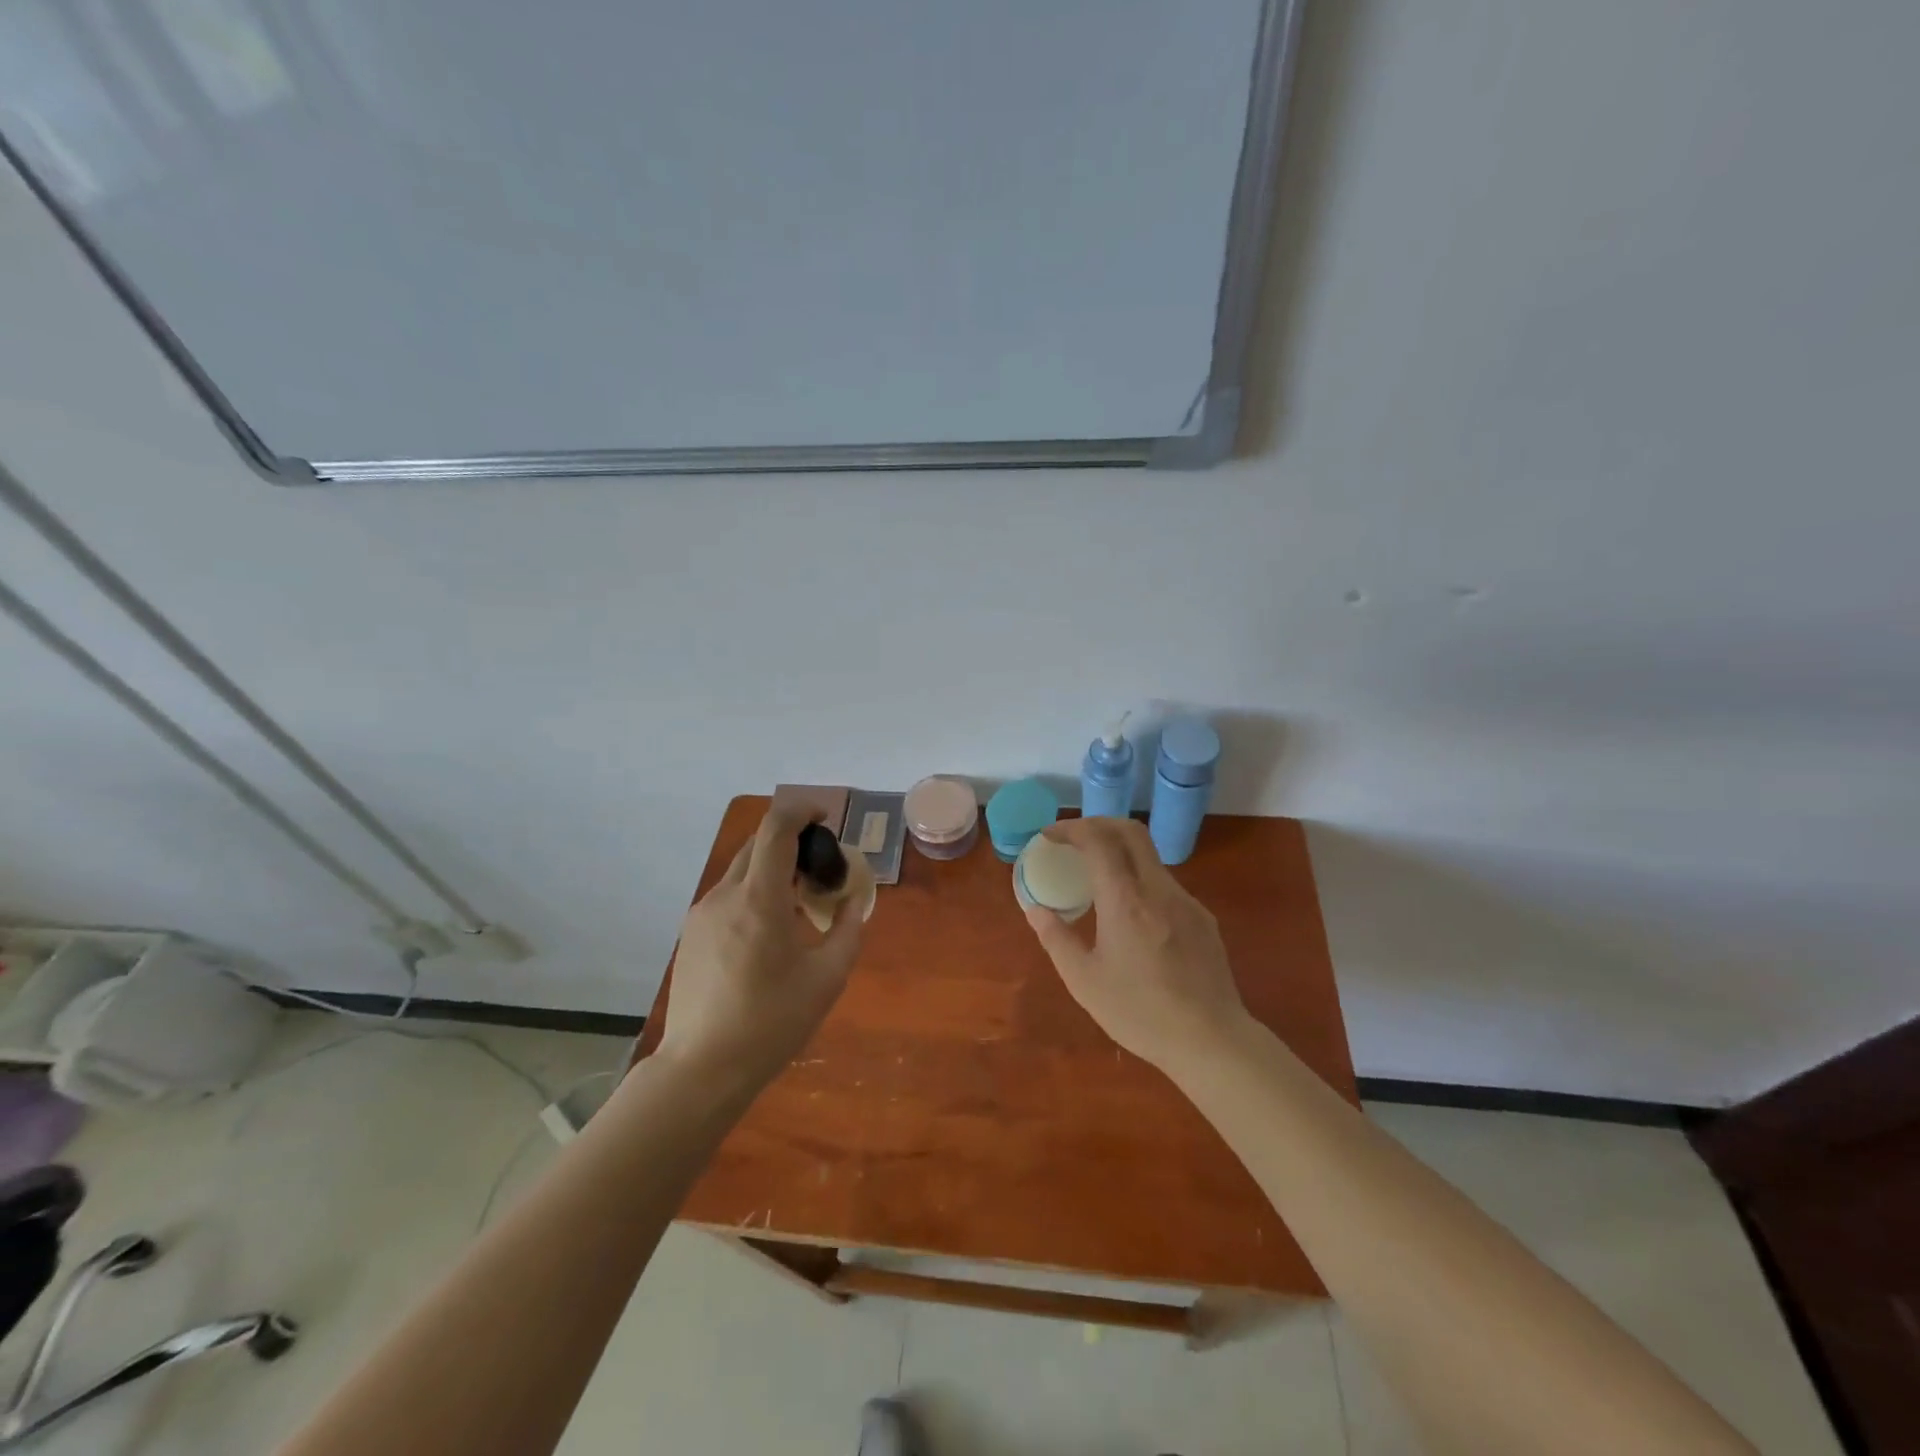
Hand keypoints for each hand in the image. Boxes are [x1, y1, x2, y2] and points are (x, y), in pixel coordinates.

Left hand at [660, 808, 865, 1093]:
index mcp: (760, 899)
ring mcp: (702, 913)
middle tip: (820, 868)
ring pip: (742, 869)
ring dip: (773, 869)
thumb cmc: (772, 1022)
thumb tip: (852, 903)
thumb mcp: (827, 978)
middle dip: (792, 841)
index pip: (776, 827)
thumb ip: (847, 930)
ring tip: (798, 905)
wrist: (702, 1068)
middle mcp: (725, 895)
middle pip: (758, 843)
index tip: (826, 818)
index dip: (803, 810)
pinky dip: (754, 892)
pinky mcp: (691, 932)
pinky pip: (728, 895)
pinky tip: (768, 932)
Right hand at [1023, 817, 1249, 1074]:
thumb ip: (1056, 939)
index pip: (1098, 840)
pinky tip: (1131, 914)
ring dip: (1120, 852)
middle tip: (1073, 840)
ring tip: (1097, 877)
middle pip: (1131, 831)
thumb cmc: (1140, 1013)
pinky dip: (1140, 880)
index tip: (1050, 836)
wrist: (1212, 1041)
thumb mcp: (1085, 981)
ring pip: (1150, 857)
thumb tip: (1035, 909)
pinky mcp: (1203, 918)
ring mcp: (1186, 901)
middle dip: (1097, 824)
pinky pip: (1165, 884)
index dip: (1071, 829)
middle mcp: (1159, 889)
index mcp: (1126, 901)